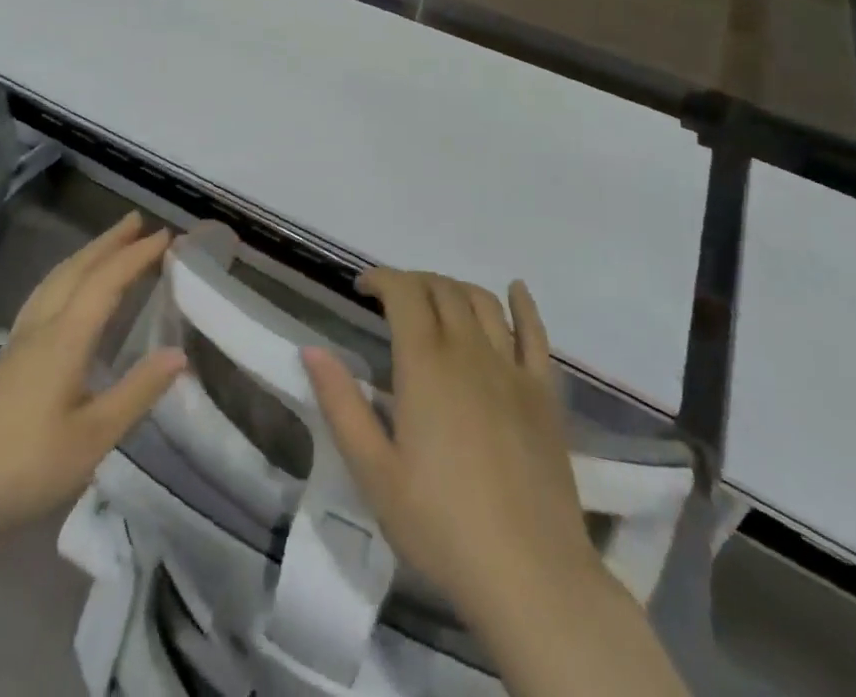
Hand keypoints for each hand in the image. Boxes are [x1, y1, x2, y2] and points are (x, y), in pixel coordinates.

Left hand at [0, 211, 184, 547]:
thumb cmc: (23, 469)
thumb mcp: (91, 439)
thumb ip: (136, 393)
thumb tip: (179, 353)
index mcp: (64, 339)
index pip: (106, 282)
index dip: (136, 256)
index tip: (166, 235)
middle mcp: (39, 328)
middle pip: (76, 270)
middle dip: (108, 243)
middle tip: (137, 220)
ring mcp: (16, 343)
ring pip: (54, 281)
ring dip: (85, 256)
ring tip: (107, 245)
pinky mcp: (4, 362)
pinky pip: (42, 297)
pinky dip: (66, 278)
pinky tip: (66, 295)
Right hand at [302, 270, 598, 627]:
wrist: (530, 576)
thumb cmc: (441, 526)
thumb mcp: (373, 472)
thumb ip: (341, 404)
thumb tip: (311, 350)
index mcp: (425, 364)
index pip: (404, 292)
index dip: (382, 278)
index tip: (362, 287)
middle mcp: (469, 350)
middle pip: (442, 289)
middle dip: (413, 282)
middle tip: (393, 299)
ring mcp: (512, 369)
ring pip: (483, 302)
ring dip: (455, 288)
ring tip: (437, 299)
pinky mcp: (544, 393)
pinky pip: (536, 333)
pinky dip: (523, 305)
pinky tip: (516, 290)